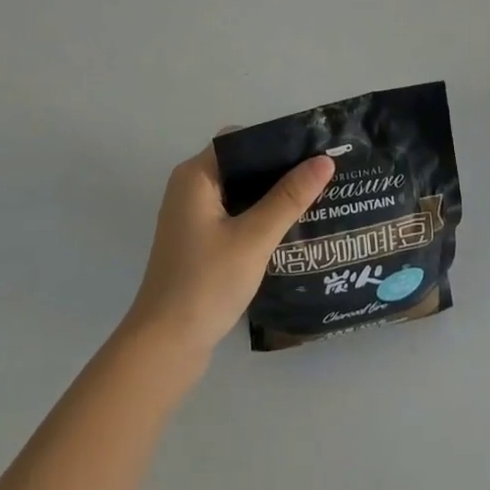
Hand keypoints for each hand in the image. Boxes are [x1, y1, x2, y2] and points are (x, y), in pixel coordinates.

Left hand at [124, 143, 335, 359]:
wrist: (164, 349)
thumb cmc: (205, 284)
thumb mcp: (253, 237)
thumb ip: (289, 197)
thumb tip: (324, 160)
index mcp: (195, 176)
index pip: (240, 139)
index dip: (276, 140)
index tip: (313, 147)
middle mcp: (190, 189)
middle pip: (242, 164)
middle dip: (279, 168)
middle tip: (322, 172)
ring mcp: (193, 218)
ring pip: (240, 191)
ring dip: (272, 194)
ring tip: (315, 195)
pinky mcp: (199, 243)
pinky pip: (235, 215)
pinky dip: (259, 215)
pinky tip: (290, 226)